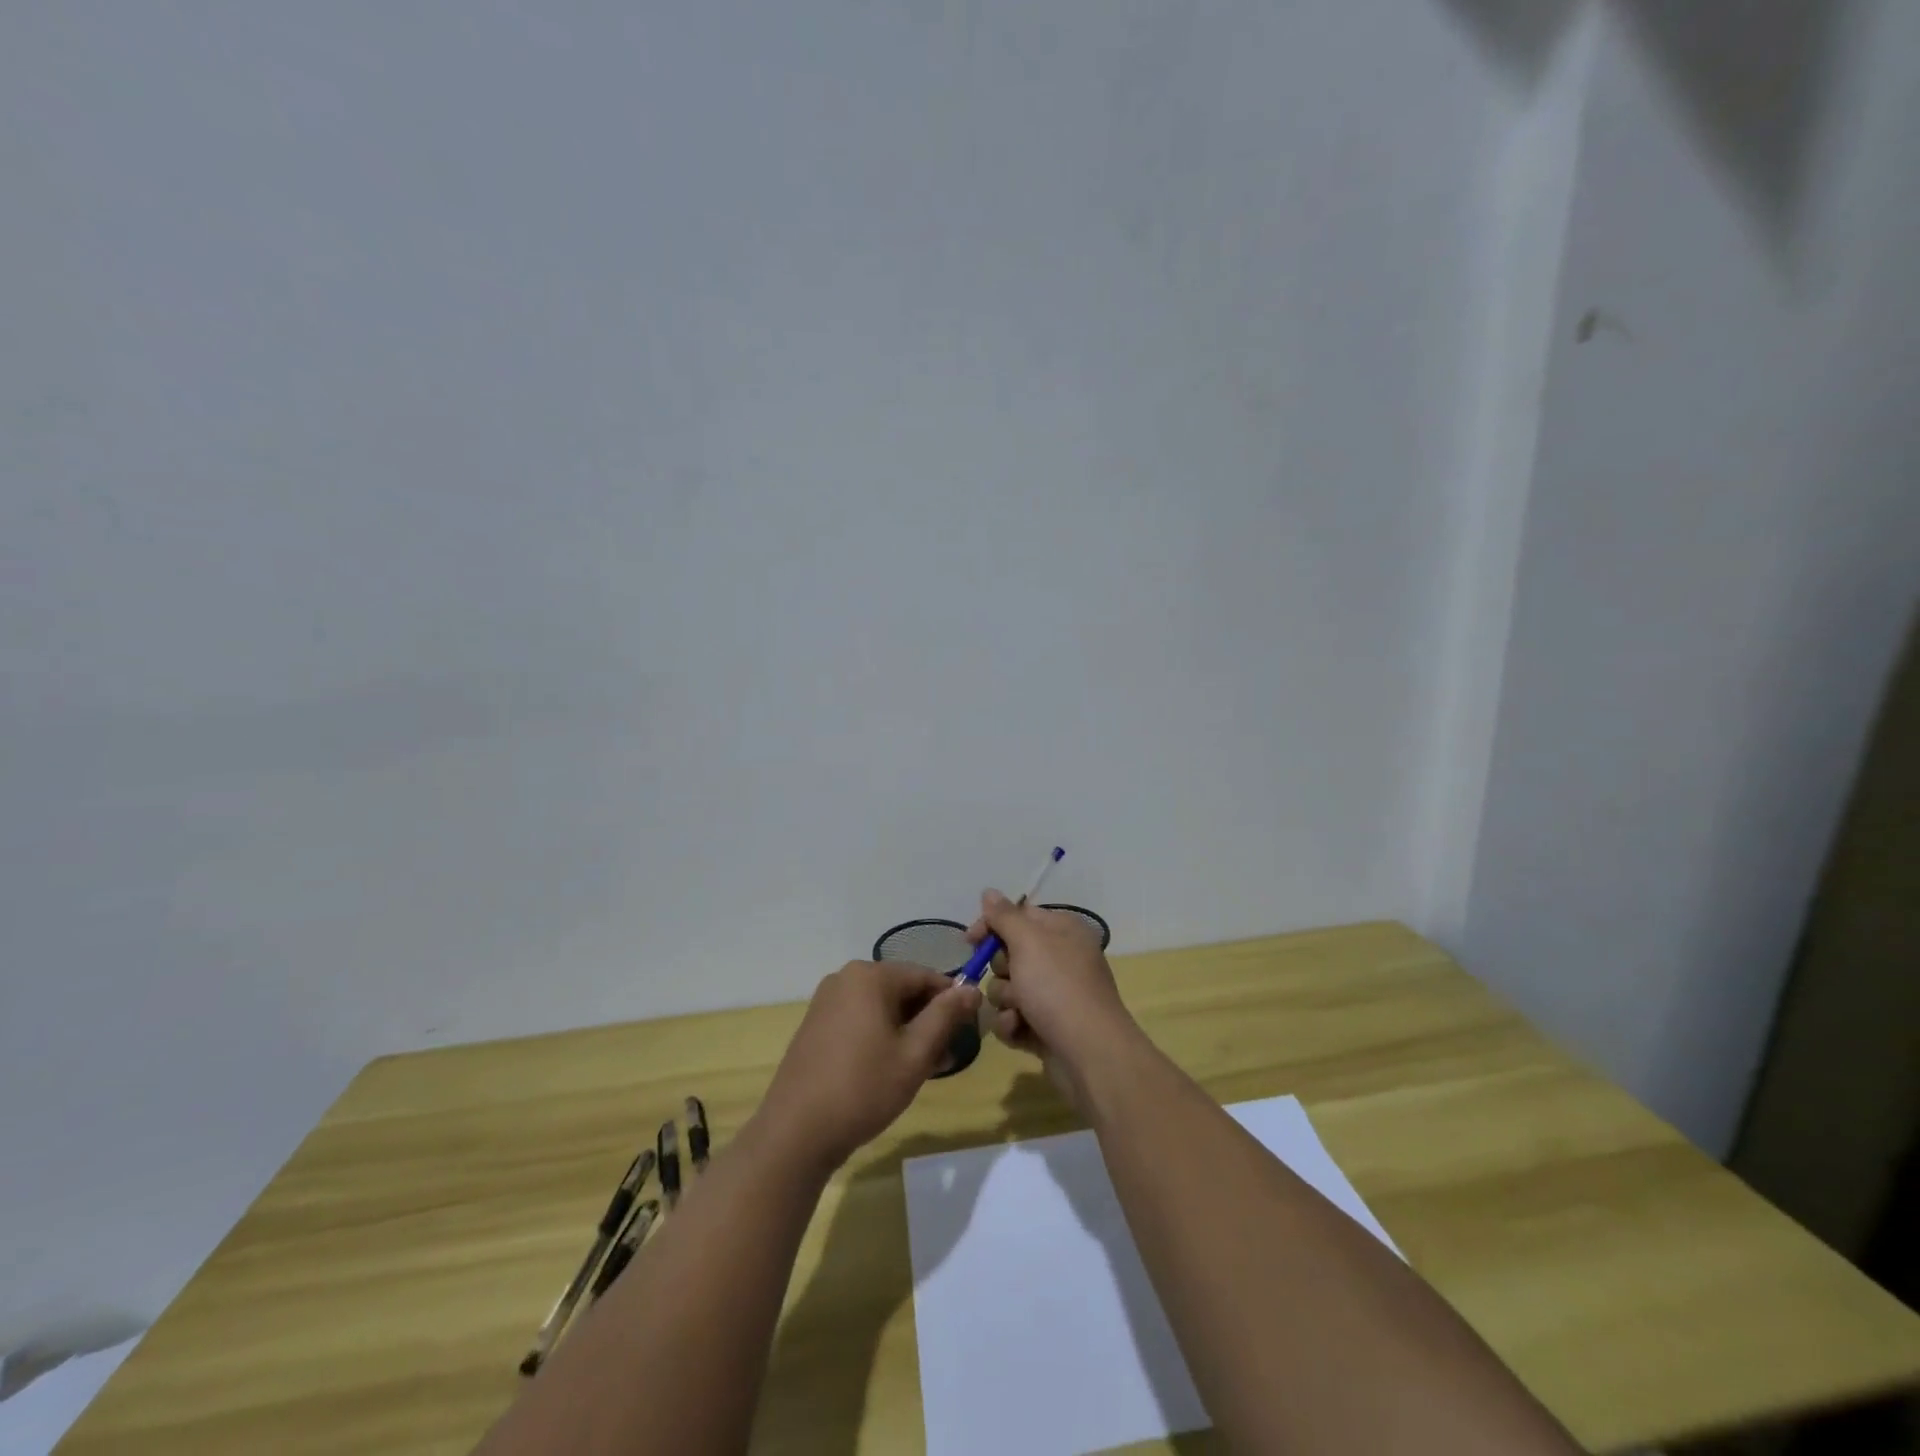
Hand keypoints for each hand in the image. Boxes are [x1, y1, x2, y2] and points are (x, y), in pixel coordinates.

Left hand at [755, 962, 981, 1174]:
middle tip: (945, 1057)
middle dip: (928, 1020)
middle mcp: (846, 978)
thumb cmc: (862, 1088)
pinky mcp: (817, 1025)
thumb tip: (972, 989)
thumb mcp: (915, 1054)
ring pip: (882, 1008)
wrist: (795, 1133)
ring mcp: (827, 1001)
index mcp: (870, 976)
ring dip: (907, 1031)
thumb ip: (946, 1016)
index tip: (968, 1031)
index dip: (951, 1001)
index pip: (925, 976)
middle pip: (902, 990)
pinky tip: (892, 1069)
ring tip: (924, 1069)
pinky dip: (881, 1037)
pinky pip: (861, 1019)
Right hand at [968, 890, 1137, 1109]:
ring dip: (1006, 1000)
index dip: (992, 926)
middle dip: (1001, 970)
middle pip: (1010, 954)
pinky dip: (1013, 1024)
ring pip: (1008, 988)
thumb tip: (989, 892)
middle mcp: (1061, 959)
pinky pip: (1015, 1018)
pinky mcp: (1047, 1028)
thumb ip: (1004, 916)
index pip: (1019, 916)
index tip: (970, 941)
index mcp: (1062, 931)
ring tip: (1019, 1011)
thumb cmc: (1057, 987)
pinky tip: (1020, 1031)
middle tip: (1011, 978)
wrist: (1090, 1054)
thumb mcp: (1028, 942)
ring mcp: (1055, 996)